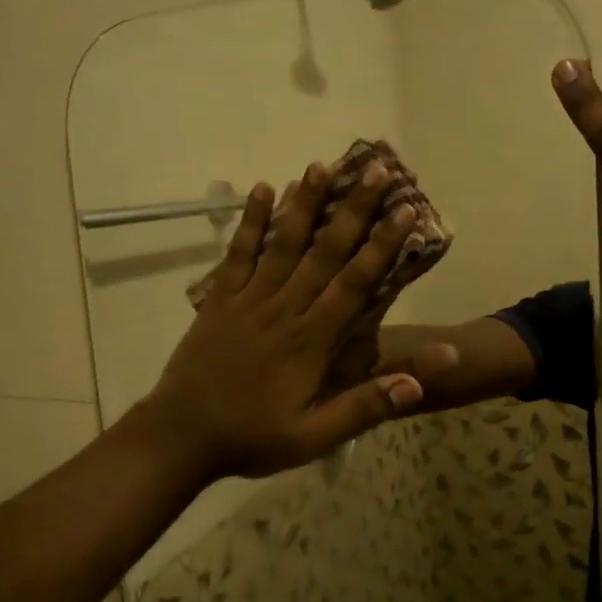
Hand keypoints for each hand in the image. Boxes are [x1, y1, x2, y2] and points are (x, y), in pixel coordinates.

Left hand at [140, 160, 427, 478]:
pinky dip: (251, 221)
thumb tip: (420, 382)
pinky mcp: (220, 299)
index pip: (355, 284)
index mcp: (311, 340)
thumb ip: (366, 406)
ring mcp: (249, 299)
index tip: (406, 209)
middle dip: (354, 209)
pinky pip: (238, 253)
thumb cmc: (252, 437)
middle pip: (324, 252)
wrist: (181, 436)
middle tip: (377, 170)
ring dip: (305, 203)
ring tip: (323, 164)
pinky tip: (262, 189)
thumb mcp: (314, 436)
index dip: (382, 245)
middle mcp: (284, 308)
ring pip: (283, 243)